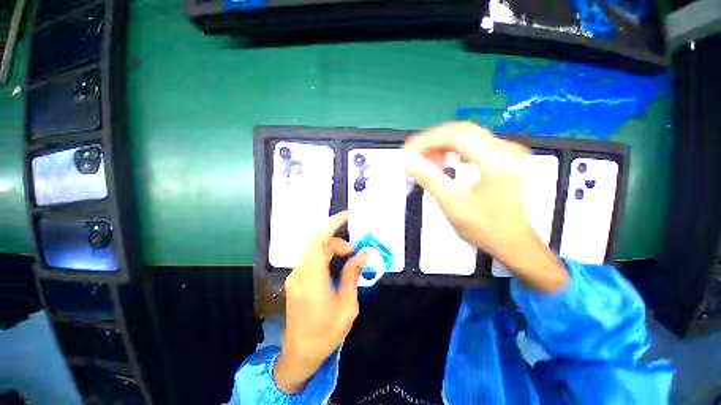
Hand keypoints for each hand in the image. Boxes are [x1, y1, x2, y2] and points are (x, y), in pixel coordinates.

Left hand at [274, 212, 366, 393]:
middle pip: (318, 243)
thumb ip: (353, 276)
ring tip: (349, 258)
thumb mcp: (347, 306)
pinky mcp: (296, 280)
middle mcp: (300, 272)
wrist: (300, 354)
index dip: (332, 224)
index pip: (319, 241)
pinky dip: (326, 256)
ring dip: (332, 249)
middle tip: (354, 252)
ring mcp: (295, 276)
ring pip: (314, 250)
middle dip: (338, 242)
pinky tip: (336, 265)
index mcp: (312, 278)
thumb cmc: (326, 333)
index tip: (347, 216)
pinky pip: (312, 259)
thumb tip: (362, 255)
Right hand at [404, 122, 567, 291]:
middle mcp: (506, 149)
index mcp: (497, 161)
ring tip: (427, 162)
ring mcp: (508, 152)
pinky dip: (454, 151)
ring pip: (467, 137)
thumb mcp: (452, 204)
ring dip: (442, 146)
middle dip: (433, 142)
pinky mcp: (505, 158)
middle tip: (414, 156)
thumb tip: (408, 160)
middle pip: (461, 132)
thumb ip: (428, 178)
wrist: (514, 243)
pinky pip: (474, 145)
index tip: (409, 151)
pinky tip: (445, 162)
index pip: (456, 136)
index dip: (428, 140)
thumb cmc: (484, 228)